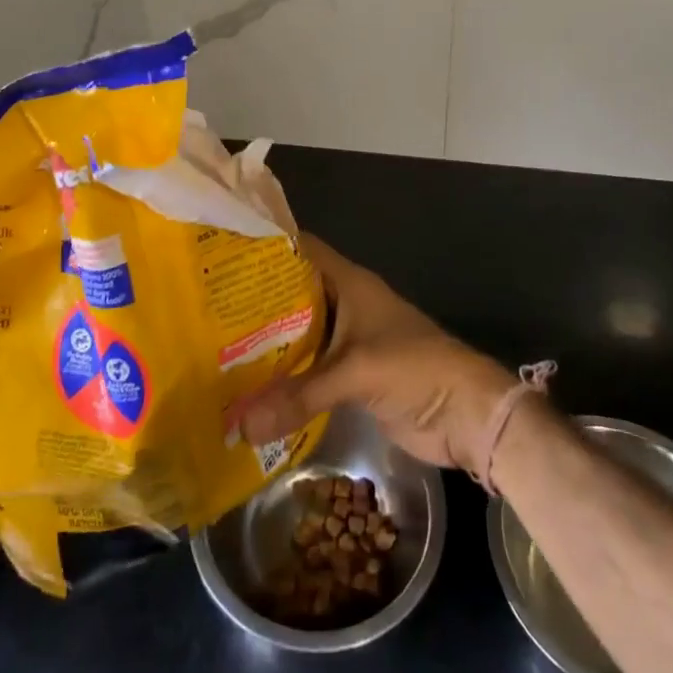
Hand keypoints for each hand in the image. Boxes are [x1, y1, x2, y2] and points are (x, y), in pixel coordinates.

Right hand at [239, 234, 516, 476]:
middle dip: (255, 303)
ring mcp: (348, 342)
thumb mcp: (355, 374)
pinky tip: (249, 391)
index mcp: (348, 283)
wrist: (467, 414)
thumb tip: (237, 425)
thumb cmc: (415, 369)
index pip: (300, 250)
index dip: (266, 247)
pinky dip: (284, 379)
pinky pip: (309, 371)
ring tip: (214, 351)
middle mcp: (345, 305)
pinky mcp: (350, 377)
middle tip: (205, 311)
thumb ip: (298, 395)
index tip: (222, 255)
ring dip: (266, 345)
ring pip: (299, 335)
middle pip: (293, 295)